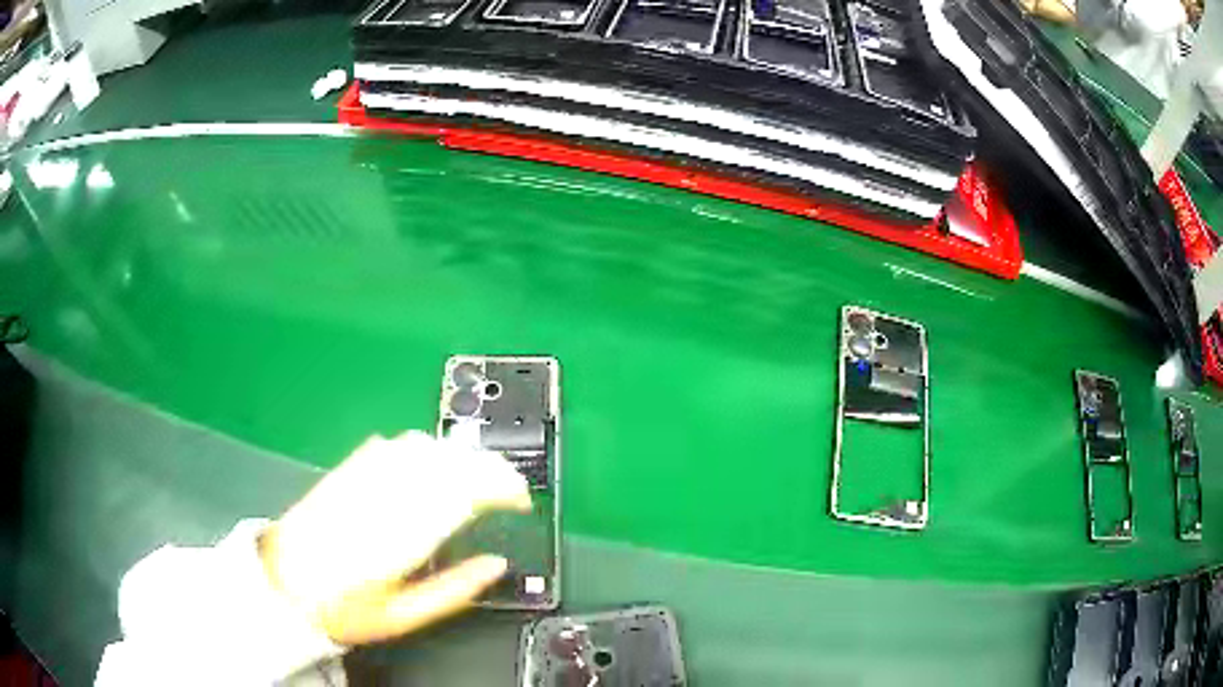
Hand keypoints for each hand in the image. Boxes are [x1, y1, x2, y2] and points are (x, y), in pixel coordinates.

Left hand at [258, 431, 531, 644]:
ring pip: (425, 446)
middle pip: (449, 461)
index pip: (465, 492)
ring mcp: (364, 477)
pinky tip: (433, 462)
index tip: (521, 499)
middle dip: (490, 466)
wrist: (283, 582)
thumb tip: (497, 565)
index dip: (501, 487)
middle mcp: (386, 496)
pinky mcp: (349, 468)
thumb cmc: (344, 608)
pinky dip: (425, 447)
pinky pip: (395, 444)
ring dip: (460, 454)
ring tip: (478, 474)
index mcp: (403, 535)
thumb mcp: (404, 616)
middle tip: (510, 486)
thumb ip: (455, 590)